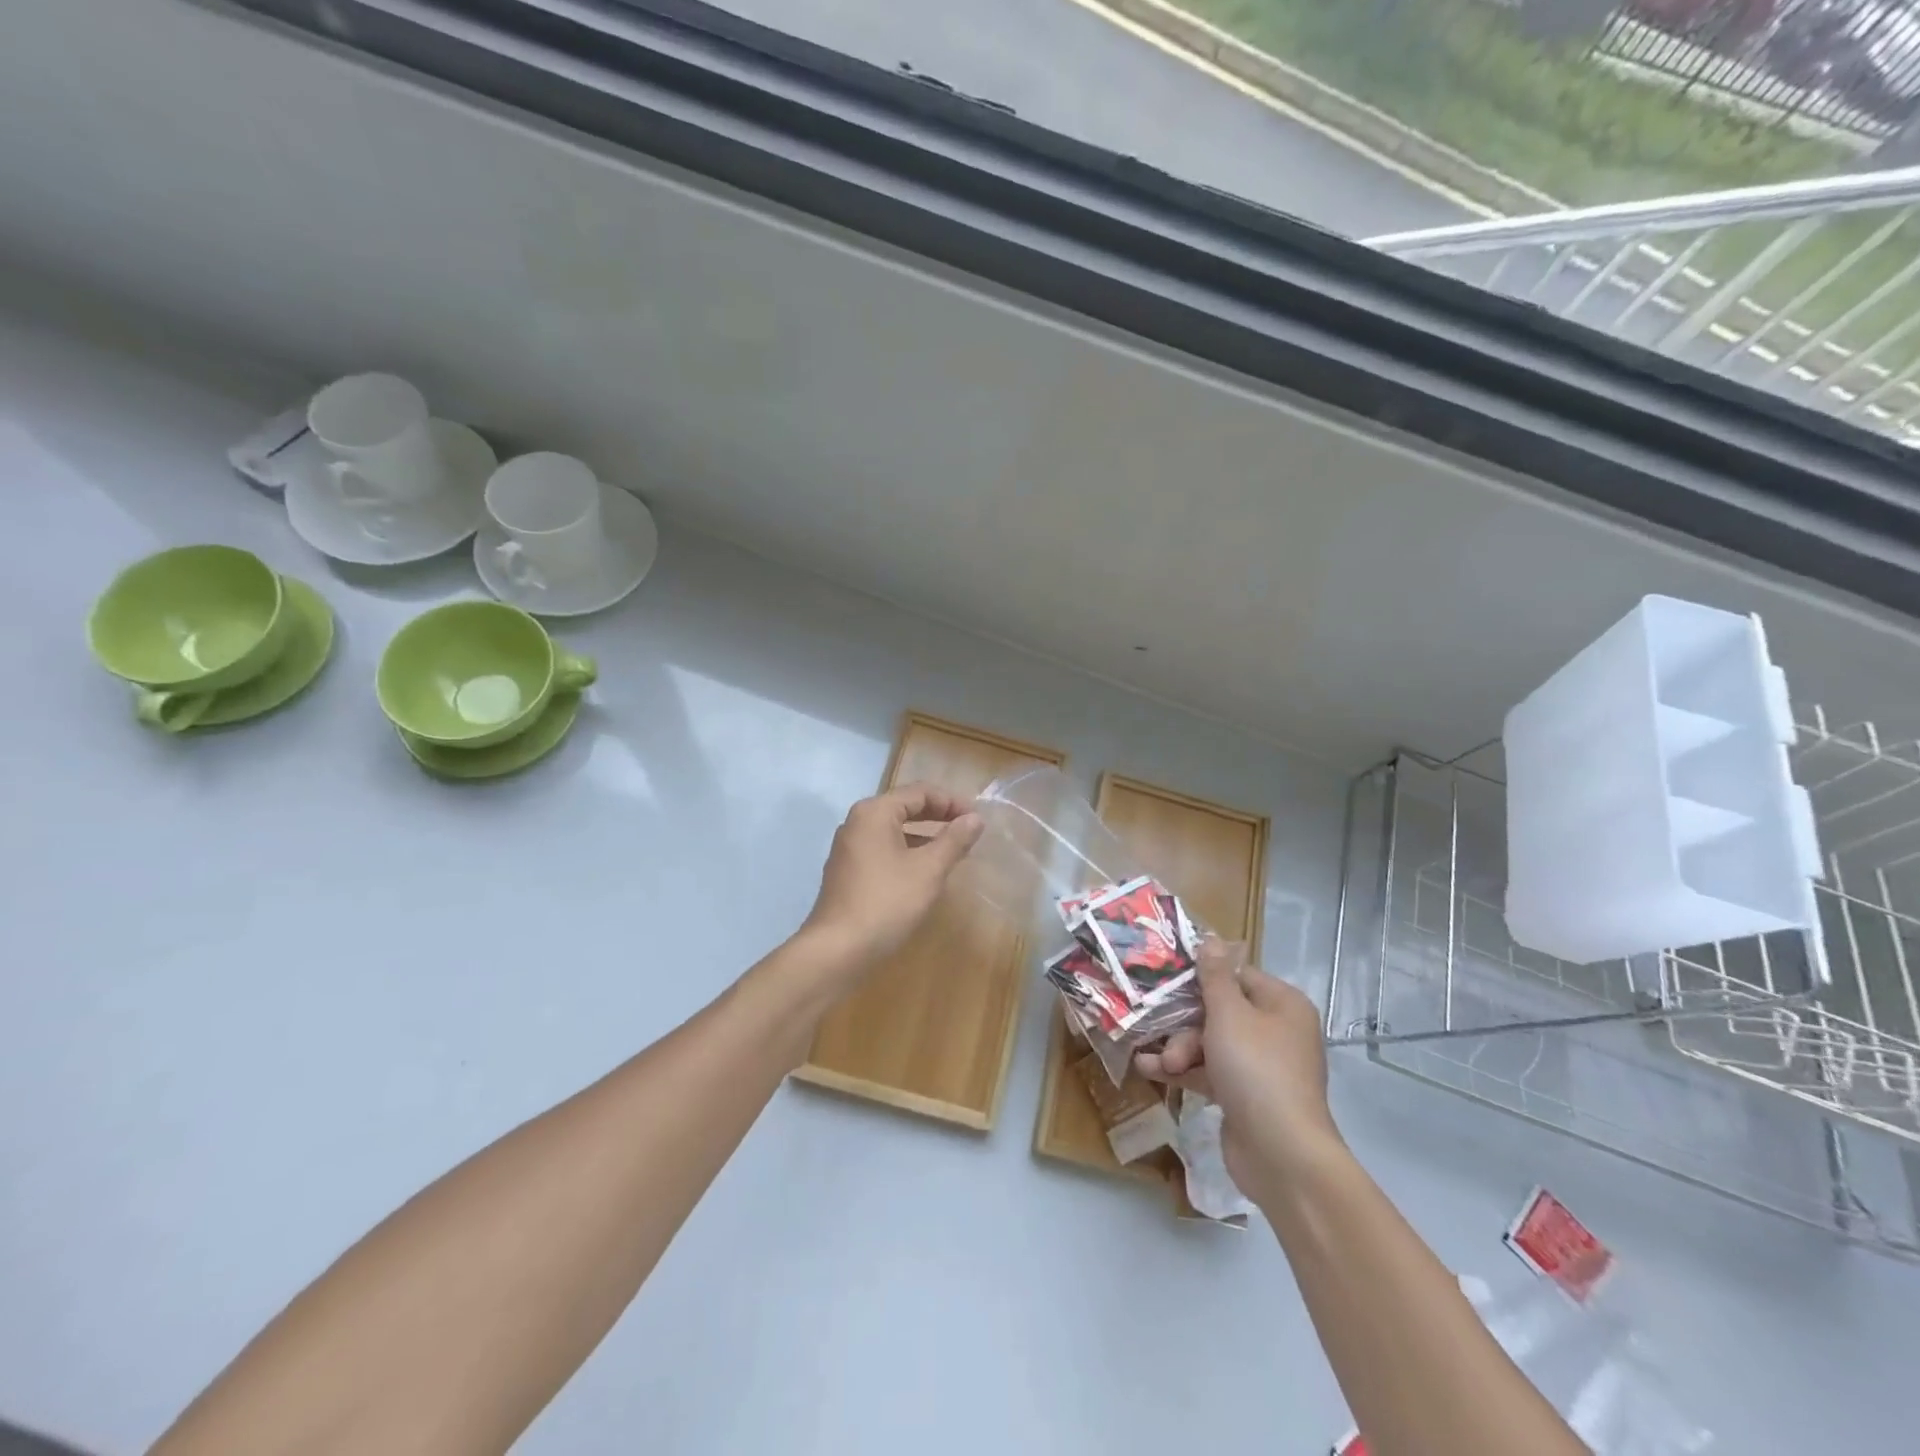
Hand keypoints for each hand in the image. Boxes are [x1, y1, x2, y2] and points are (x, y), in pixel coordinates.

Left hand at [799, 782, 983, 983]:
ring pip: (894, 830)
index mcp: (874, 812)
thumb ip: (954, 840)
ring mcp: (848, 848)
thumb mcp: (928, 870)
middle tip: (968, 831)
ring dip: (924, 836)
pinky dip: (907, 852)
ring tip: (953, 852)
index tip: (977, 819)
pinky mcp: (847, 872)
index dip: (952, 802)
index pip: (919, 792)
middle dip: (938, 816)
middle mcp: (857, 823)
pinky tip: (925, 873)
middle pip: (904, 807)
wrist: (837, 950)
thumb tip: (975, 819)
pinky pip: (883, 850)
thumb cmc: (886, 902)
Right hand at [1136, 940, 1341, 1202]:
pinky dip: (1184, 1072)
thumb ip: (1214, 976)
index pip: (1236, 976)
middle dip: (1185, 1024)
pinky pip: (1209, 1072)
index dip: (1201, 977)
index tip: (1165, 978)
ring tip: (1158, 1063)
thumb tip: (1211, 938)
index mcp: (1282, 1004)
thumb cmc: (1256, 1070)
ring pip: (1210, 1043)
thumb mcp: (1229, 1014)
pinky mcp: (1245, 1096)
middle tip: (1163, 1035)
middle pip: (1219, 1010)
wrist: (1282, 1155)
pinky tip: (1151, 1072)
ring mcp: (1261, 1066)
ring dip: (1179, 1050)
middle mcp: (1275, 1031)